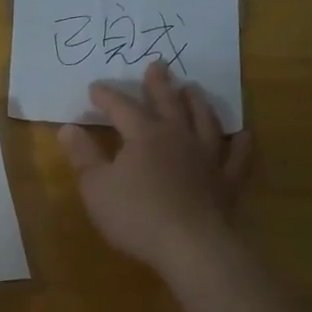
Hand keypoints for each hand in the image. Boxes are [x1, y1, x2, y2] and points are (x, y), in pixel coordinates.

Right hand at [57, 59, 251, 277]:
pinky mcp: (227, 182)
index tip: (95, 87)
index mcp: (144, 136)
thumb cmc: (135, 215)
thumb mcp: (95, 186)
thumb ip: (82, 156)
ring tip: (193, 89)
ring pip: (204, 121)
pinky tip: (243, 134)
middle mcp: (178, 137)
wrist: (190, 247)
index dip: (107, 96)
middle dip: (158, 85)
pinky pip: (236, 157)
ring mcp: (207, 158)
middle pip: (168, 104)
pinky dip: (240, 144)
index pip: (122, 108)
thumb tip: (67, 128)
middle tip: (158, 65)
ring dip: (197, 103)